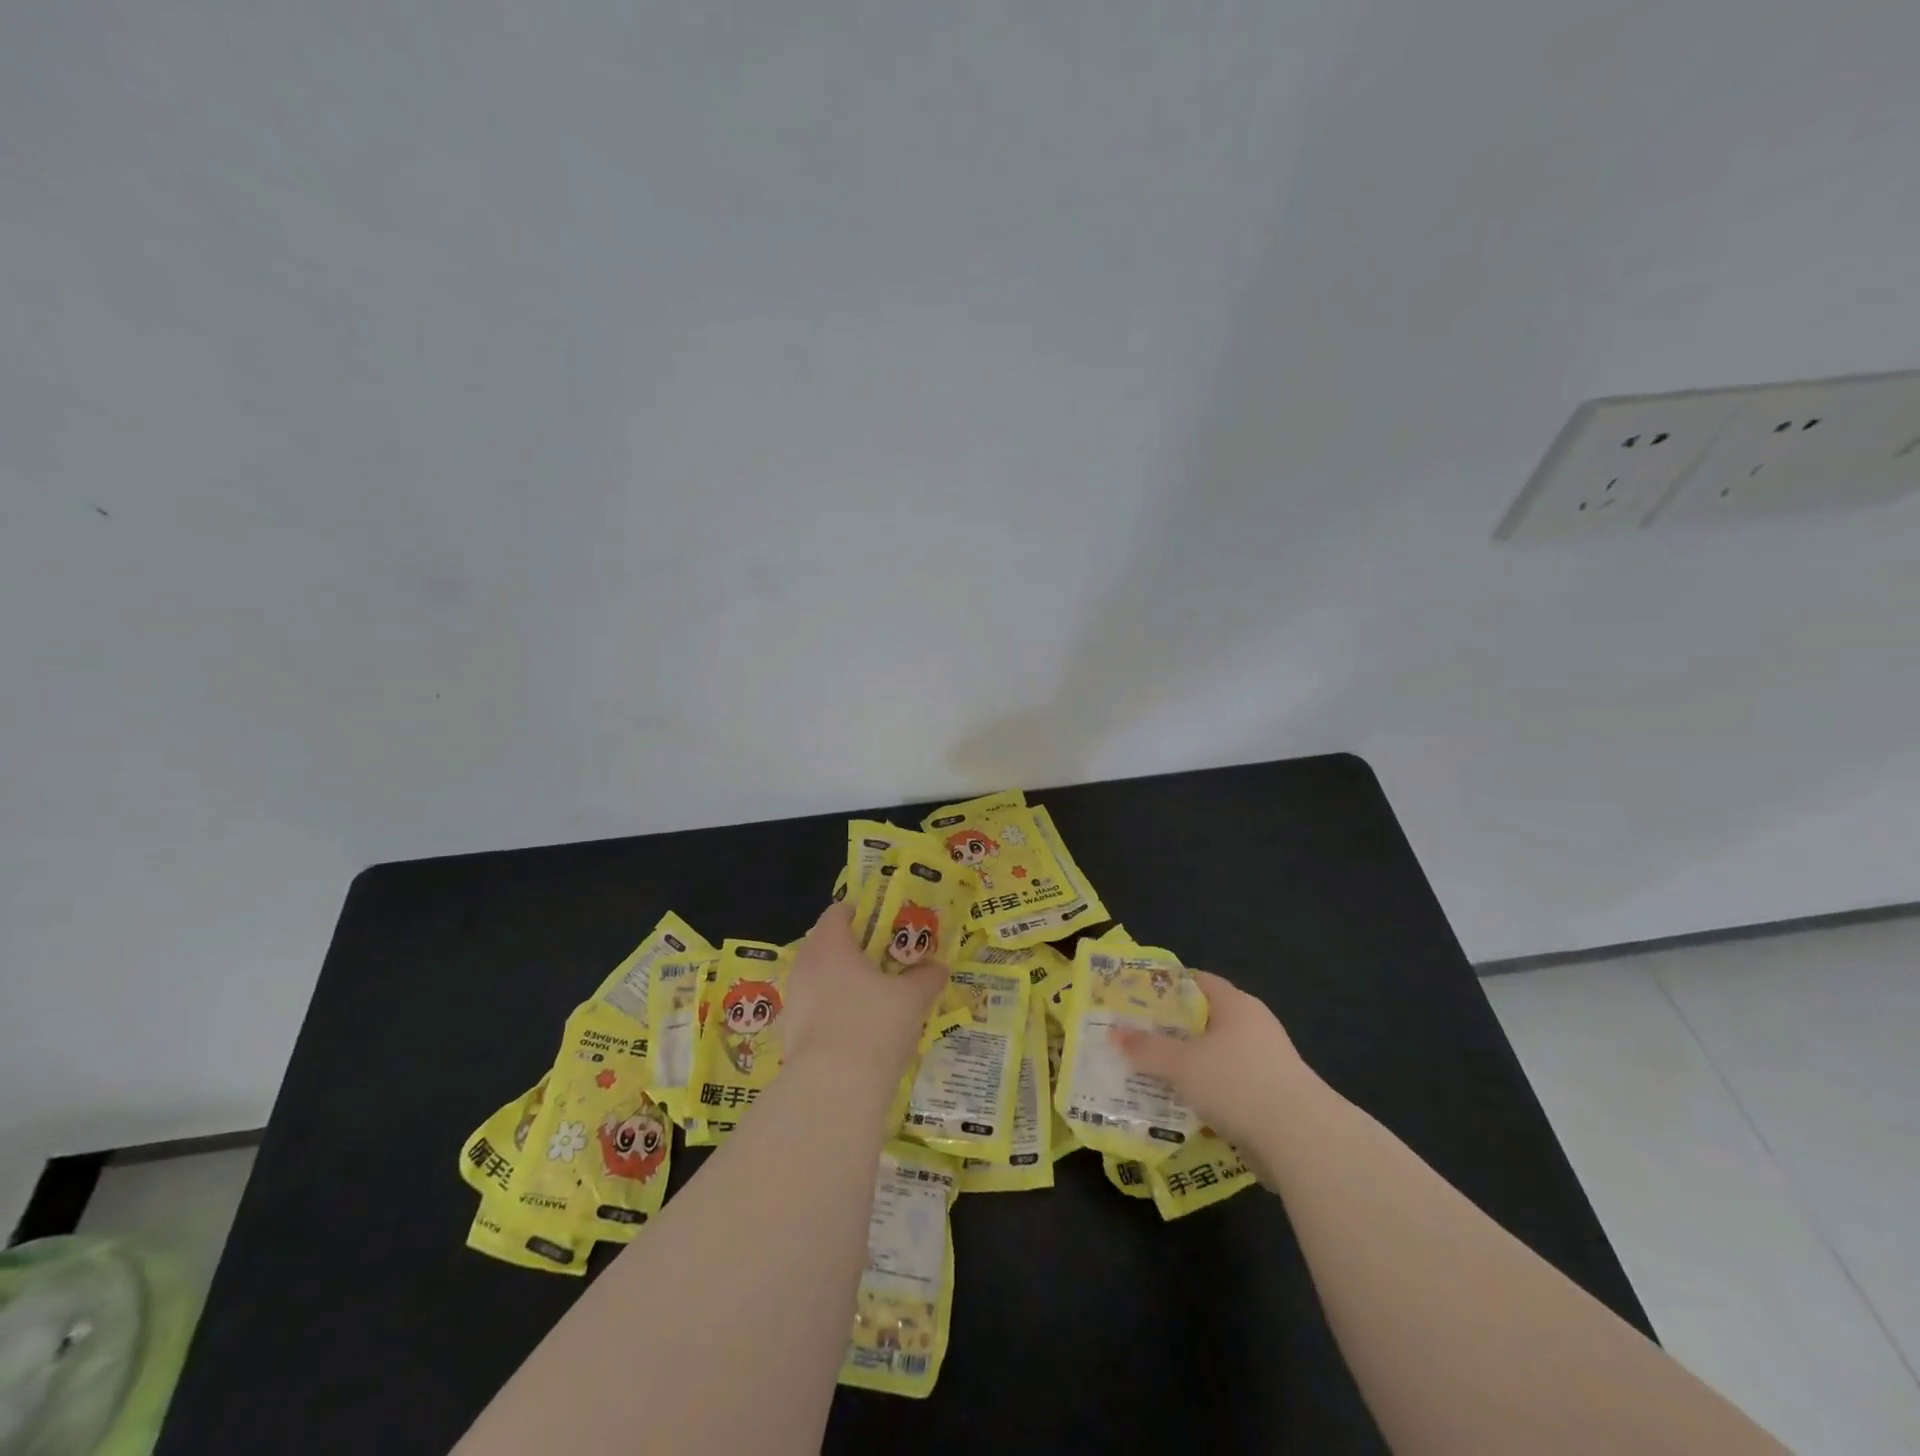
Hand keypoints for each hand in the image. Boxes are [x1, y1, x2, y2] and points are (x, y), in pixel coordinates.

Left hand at [783, 904, 948, 1086]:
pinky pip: (812, 1011)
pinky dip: (830, 1013)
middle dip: (851, 951)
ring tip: (870, 999)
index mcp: (830, 944)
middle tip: (882, 963)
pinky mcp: (788, 1035)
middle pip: (824, 944)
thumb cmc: (874, 1025)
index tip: (884, 927)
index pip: (838, 912)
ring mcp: (792, 1001)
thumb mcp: (912, 998)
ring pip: (817, 979)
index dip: (860, 914)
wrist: (832, 1090)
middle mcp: (804, 965)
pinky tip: (854, 1032)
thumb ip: (926, 977)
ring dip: (839, 983)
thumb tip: (939, 967)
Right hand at [1112, 971, 1315, 1180]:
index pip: (1196, 981)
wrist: (1303, 1142)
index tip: (1136, 1000)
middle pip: (1204, 1021)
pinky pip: (1230, 1088)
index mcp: (1235, 1004)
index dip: (1165, 987)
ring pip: (1216, 1058)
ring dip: (1189, 1068)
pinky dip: (1208, 1096)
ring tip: (1152, 1078)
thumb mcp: (1181, 1065)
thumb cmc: (1237, 1083)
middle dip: (1171, 1032)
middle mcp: (1253, 1026)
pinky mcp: (1273, 1098)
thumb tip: (1113, 1033)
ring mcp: (1267, 1063)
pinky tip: (1183, 1110)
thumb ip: (1146, 1049)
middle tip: (1136, 1040)